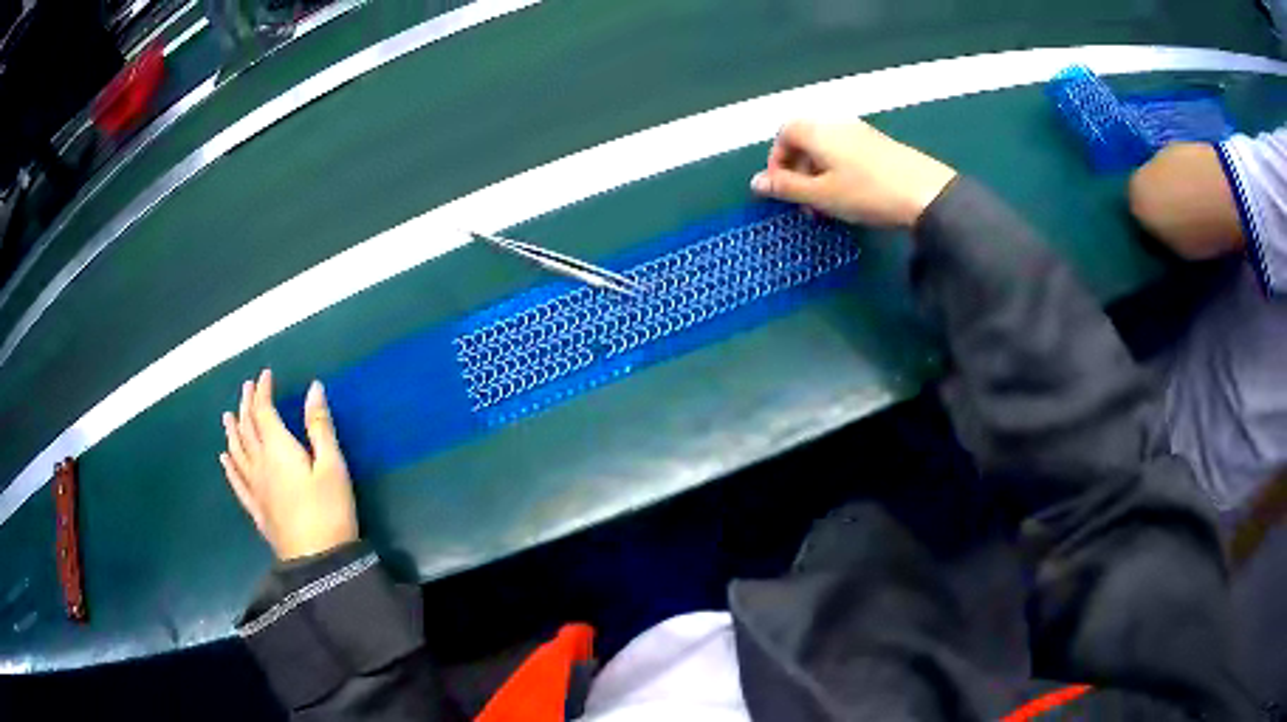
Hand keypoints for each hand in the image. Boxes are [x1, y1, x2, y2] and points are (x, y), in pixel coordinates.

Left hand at [220, 370, 357, 560]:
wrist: (317, 562)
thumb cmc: (330, 511)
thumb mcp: (333, 466)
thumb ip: (320, 427)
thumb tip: (313, 388)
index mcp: (279, 450)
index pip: (264, 412)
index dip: (263, 391)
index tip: (265, 375)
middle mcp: (260, 464)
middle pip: (247, 429)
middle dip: (246, 405)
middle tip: (246, 388)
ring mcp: (255, 488)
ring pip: (237, 452)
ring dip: (233, 431)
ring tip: (228, 416)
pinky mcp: (256, 509)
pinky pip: (236, 482)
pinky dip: (229, 466)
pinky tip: (224, 458)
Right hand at [750, 120, 957, 227]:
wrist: (925, 193)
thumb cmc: (866, 192)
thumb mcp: (821, 195)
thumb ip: (786, 188)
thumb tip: (755, 183)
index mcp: (816, 130)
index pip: (783, 135)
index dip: (776, 162)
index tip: (781, 190)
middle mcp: (835, 123)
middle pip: (804, 140)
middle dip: (797, 171)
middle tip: (805, 204)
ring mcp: (860, 131)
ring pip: (826, 149)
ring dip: (818, 175)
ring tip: (827, 205)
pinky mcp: (879, 144)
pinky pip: (846, 152)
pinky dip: (838, 171)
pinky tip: (851, 196)